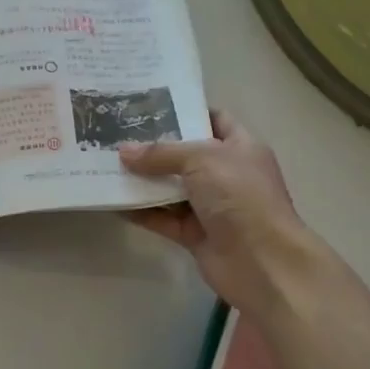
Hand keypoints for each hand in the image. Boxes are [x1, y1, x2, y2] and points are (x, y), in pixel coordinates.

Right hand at [119, 109, 308, 311]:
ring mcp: (210, 206)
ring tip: (106, 165)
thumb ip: (161, 154)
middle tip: (116, 134)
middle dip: (153, 147)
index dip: (185, 110)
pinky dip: (141, 211)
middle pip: (185, 155)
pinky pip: (162, 218)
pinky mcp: (194, 234)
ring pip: (170, 188)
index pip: (214, 119)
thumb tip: (124, 152)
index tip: (148, 107)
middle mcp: (226, 174)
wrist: (262, 261)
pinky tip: (113, 202)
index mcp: (239, 147)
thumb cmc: (240, 197)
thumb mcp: (202, 160)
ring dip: (142, 180)